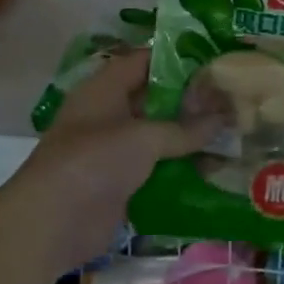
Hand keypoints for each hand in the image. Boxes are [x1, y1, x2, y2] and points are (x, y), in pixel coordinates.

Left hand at [0, 50, 218, 275]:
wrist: (51, 223)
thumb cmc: (94, 161)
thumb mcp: (144, 138)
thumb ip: (185, 129)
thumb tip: (224, 118)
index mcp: (105, 88)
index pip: (145, 61)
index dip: (178, 60)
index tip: (215, 62)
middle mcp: (109, 113)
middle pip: (155, 99)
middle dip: (191, 101)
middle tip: (232, 99)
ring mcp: (113, 150)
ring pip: (158, 136)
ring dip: (189, 138)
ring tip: (232, 133)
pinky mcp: (120, 183)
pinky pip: (156, 169)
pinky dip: (180, 169)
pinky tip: (214, 170)